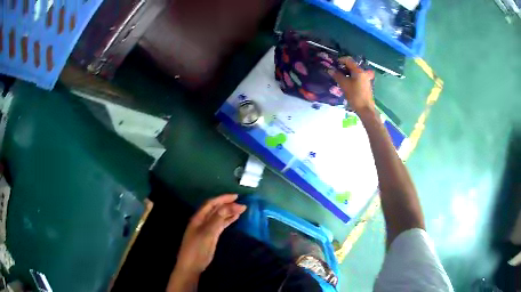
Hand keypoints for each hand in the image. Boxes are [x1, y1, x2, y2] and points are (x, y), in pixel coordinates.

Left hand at [175, 194, 246, 274]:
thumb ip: (218, 219)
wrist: (192, 265)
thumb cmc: (197, 248)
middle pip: (215, 209)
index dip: (223, 198)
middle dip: (227, 204)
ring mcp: (207, 228)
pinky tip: (235, 218)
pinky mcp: (211, 236)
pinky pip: (220, 224)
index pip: (211, 203)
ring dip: (229, 212)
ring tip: (241, 209)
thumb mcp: (208, 233)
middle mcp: (202, 221)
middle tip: (241, 204)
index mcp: (199, 217)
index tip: (236, 196)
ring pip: (219, 216)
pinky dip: (228, 220)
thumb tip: (230, 205)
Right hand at [328, 57, 374, 113]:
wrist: (365, 109)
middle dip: (342, 67)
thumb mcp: (344, 84)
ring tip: (339, 78)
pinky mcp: (365, 85)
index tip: (333, 64)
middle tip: (335, 71)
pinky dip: (350, 78)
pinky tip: (345, 84)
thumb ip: (337, 75)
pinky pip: (356, 78)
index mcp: (358, 71)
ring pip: (354, 72)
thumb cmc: (355, 95)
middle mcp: (363, 73)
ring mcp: (365, 79)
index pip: (348, 60)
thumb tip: (330, 70)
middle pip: (351, 66)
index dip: (340, 60)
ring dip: (346, 73)